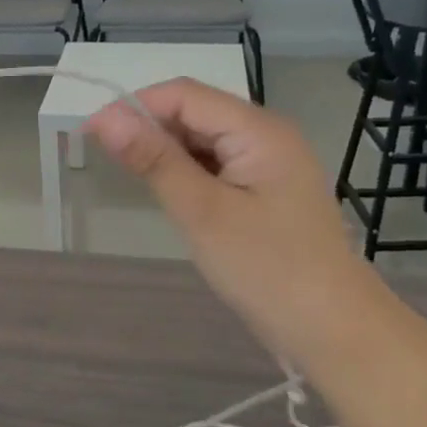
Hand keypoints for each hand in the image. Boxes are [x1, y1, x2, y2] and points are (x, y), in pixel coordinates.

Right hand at [86, 78, 376, 360]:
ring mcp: (269, 162)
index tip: (91, 133)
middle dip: (149, 127)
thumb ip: (154, 159)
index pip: (183, 94)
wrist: (335, 332)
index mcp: (258, 129)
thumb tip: (104, 117)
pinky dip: (187, 171)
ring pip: (203, 138)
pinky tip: (171, 193)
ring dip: (166, 150)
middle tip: (108, 160)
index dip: (134, 106)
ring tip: (135, 178)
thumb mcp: (202, 212)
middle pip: (195, 111)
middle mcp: (266, 134)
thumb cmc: (267, 269)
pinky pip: (216, 163)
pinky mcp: (266, 188)